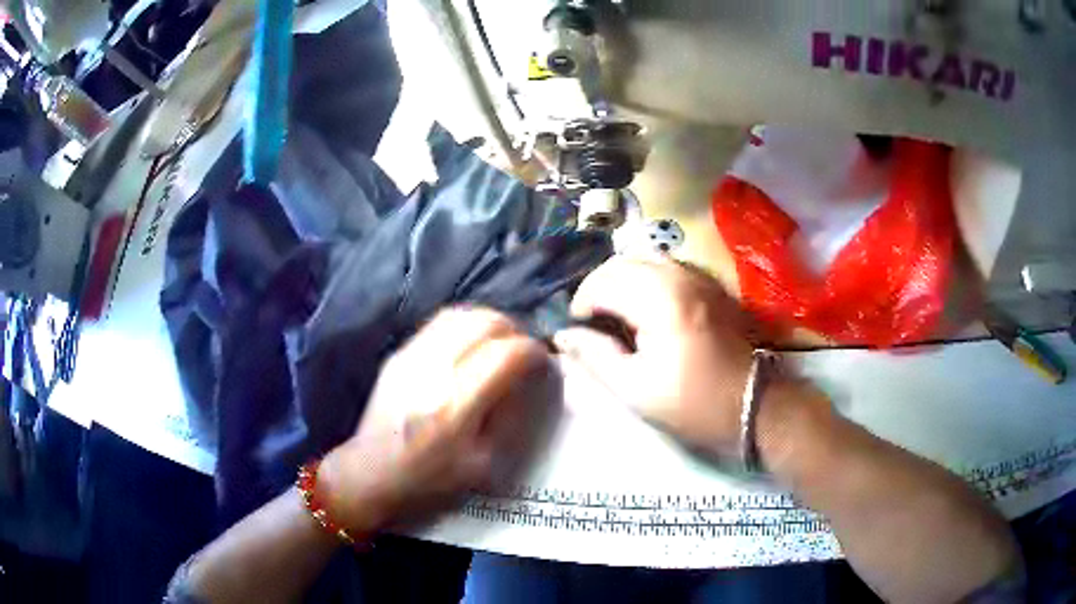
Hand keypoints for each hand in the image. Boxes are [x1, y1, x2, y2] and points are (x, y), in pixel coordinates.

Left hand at [318, 307, 553, 534]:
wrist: (369, 472)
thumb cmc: (429, 479)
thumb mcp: (483, 465)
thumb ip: (510, 418)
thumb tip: (531, 382)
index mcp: (455, 406)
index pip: (507, 354)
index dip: (533, 353)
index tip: (543, 364)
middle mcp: (432, 371)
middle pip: (486, 322)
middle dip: (515, 331)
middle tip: (524, 351)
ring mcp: (411, 357)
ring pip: (462, 315)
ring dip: (490, 323)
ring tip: (501, 343)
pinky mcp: (398, 353)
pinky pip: (439, 323)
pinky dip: (465, 325)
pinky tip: (471, 345)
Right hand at [555, 256, 754, 457]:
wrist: (751, 404)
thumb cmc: (692, 403)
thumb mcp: (635, 390)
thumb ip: (595, 356)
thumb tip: (564, 334)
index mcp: (660, 300)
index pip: (603, 282)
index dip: (582, 303)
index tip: (577, 329)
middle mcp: (679, 276)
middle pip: (622, 261)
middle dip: (598, 286)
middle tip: (591, 319)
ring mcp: (698, 276)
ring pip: (644, 257)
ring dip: (621, 277)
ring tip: (614, 309)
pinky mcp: (709, 283)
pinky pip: (666, 264)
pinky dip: (645, 275)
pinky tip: (644, 304)